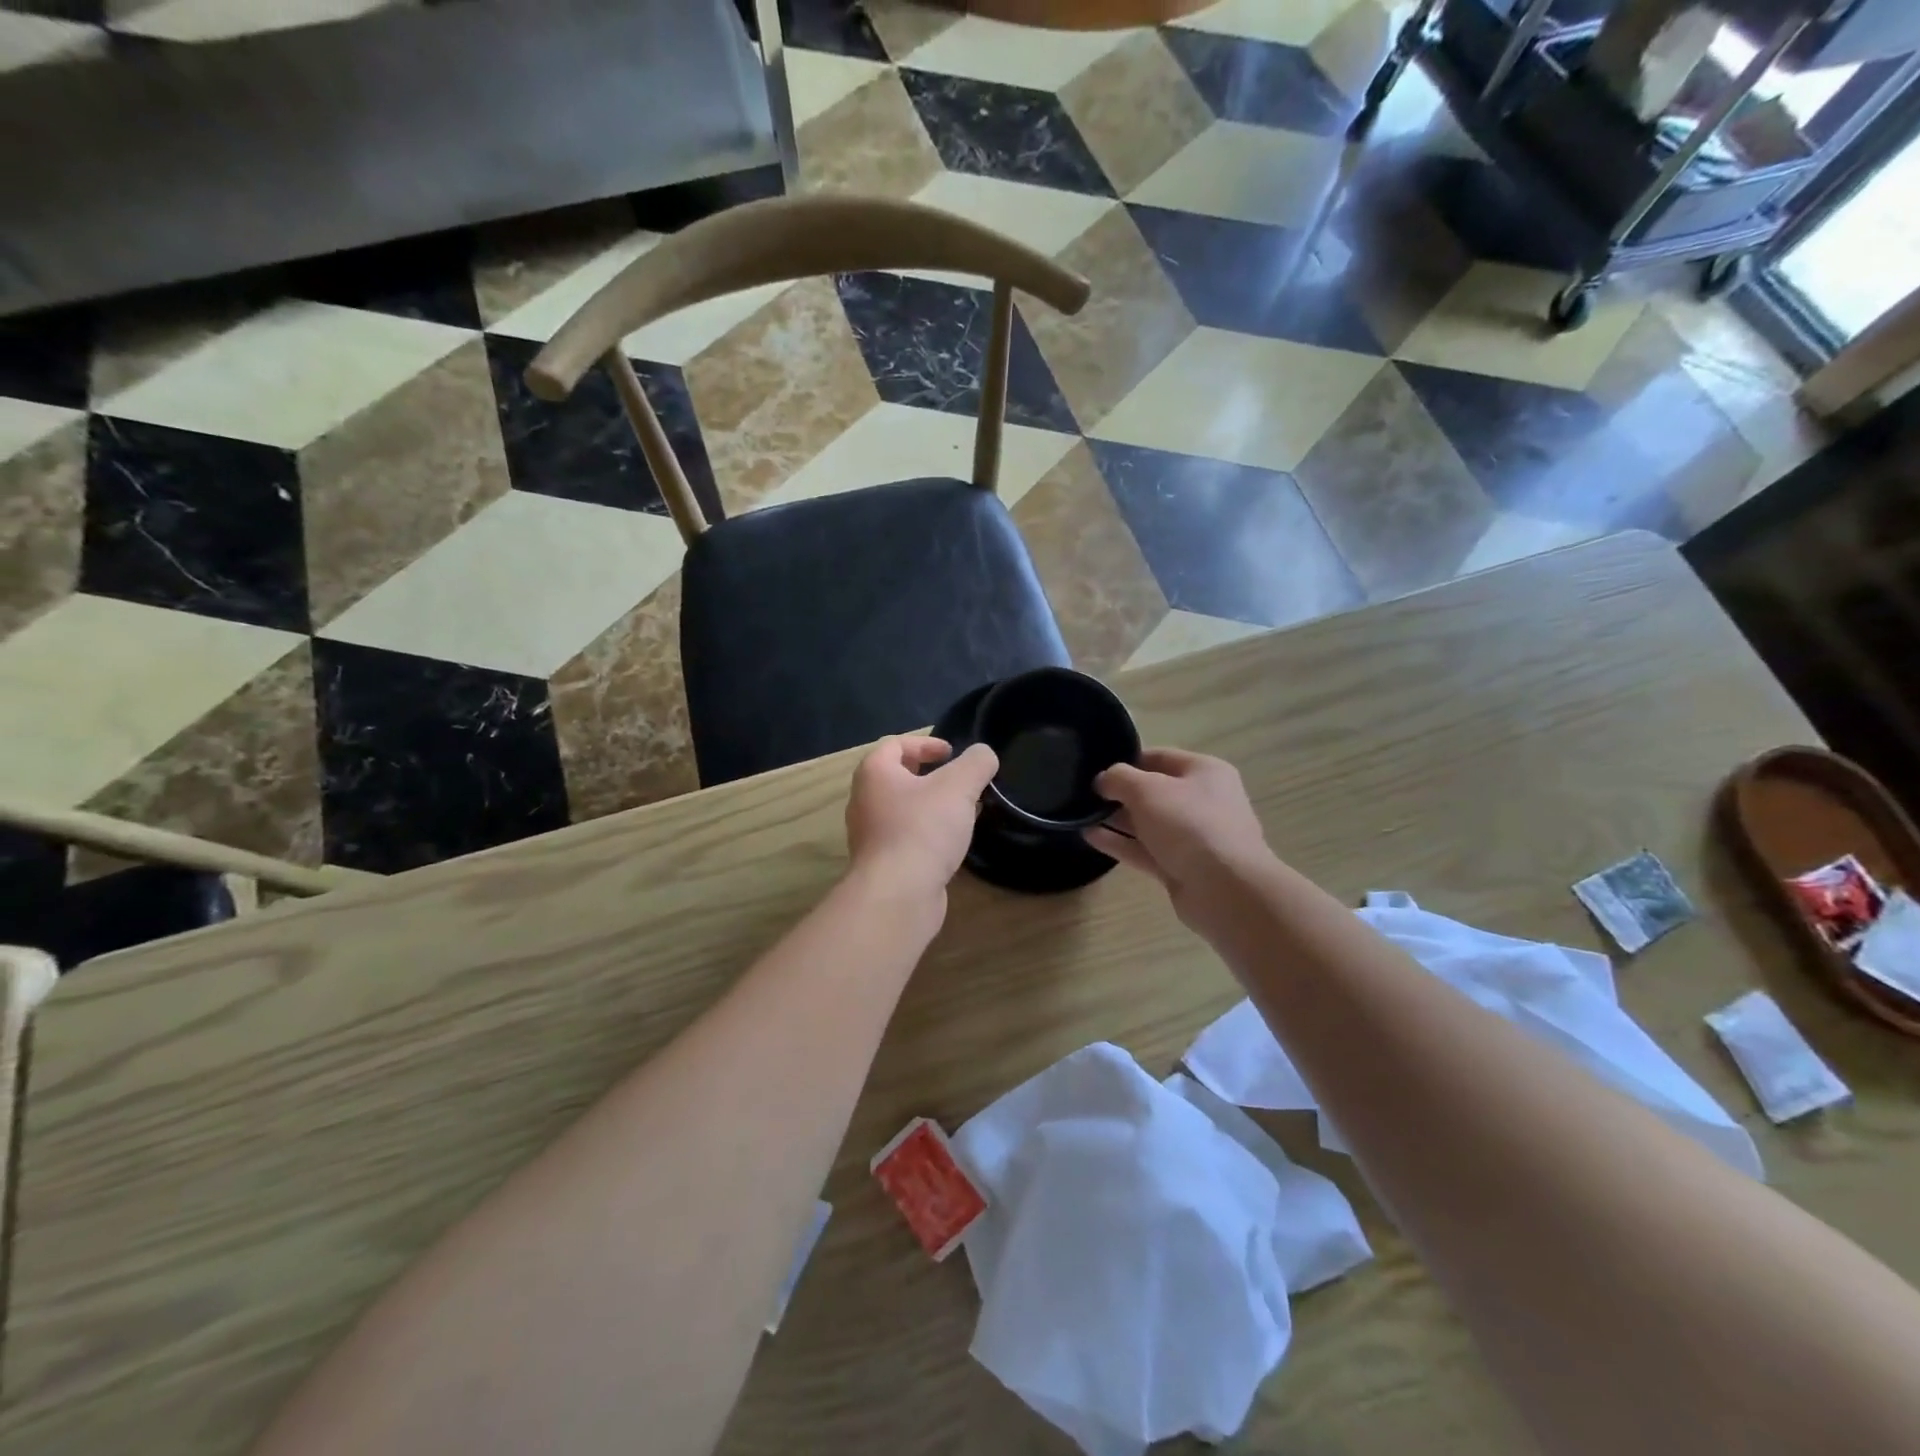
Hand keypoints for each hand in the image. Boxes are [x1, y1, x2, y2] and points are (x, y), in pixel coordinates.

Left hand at [845, 736, 999, 905]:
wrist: (897, 894)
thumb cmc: (923, 829)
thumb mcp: (959, 786)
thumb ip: (976, 763)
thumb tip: (983, 754)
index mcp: (874, 773)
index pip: (895, 744)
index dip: (925, 743)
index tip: (952, 753)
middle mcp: (864, 800)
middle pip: (897, 777)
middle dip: (929, 775)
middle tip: (958, 781)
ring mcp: (870, 835)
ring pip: (902, 809)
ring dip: (930, 806)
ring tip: (962, 812)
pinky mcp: (882, 863)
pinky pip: (906, 837)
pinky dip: (927, 833)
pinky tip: (951, 843)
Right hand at [1084, 748, 1274, 929]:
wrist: (1225, 890)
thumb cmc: (1189, 824)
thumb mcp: (1147, 789)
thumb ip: (1119, 778)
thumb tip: (1102, 780)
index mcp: (1204, 772)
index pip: (1159, 757)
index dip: (1126, 760)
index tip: (1095, 768)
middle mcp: (1201, 801)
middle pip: (1153, 792)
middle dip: (1119, 793)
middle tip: (1083, 794)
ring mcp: (1192, 837)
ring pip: (1147, 823)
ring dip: (1115, 819)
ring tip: (1079, 815)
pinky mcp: (1180, 867)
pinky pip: (1144, 850)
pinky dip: (1119, 843)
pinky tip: (1089, 837)